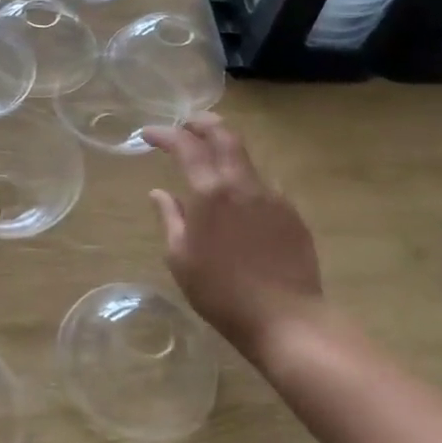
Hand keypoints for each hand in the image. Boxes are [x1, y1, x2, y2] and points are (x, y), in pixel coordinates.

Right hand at [142, 114, 333, 364]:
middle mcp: (244, 184)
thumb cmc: (221, 292)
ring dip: (226, 151)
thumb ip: (170, 218)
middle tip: (186, 124)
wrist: (287, 319)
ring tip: (212, 161)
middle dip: (202, 123)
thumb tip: (159, 192)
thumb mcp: (181, 258)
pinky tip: (239, 201)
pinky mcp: (292, 214)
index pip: (186, 146)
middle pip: (225, 136)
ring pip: (247, 159)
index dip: (165, 134)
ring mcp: (273, 196)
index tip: (148, 135)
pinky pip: (264, 185)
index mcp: (211, 192)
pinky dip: (245, 180)